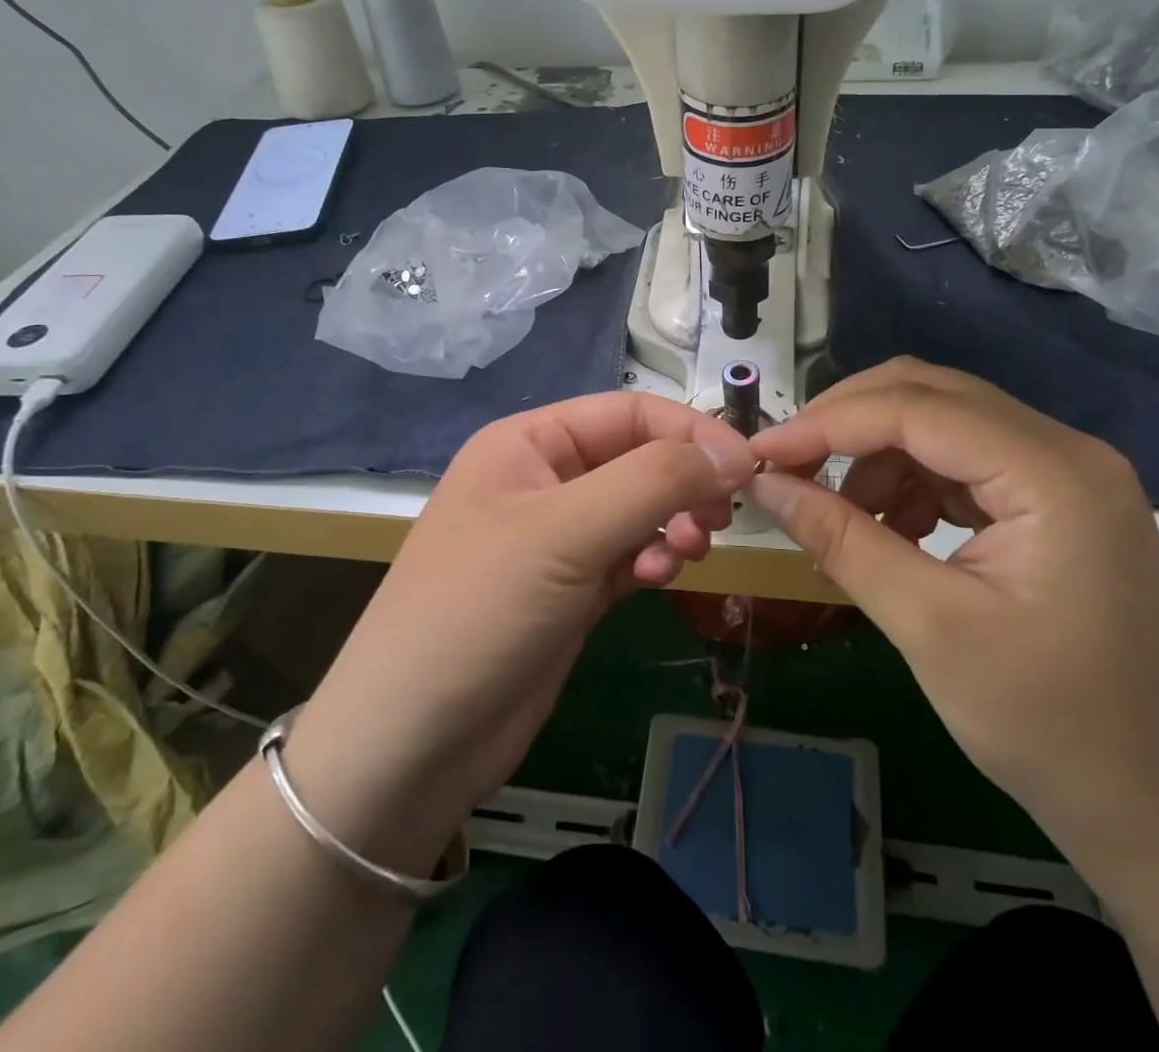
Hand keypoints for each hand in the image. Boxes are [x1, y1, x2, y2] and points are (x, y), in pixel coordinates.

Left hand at [287, 393, 756, 869]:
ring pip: (640, 509)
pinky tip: (655, 583)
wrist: (411, 744)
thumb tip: (735, 455)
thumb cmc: (480, 610)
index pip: (630, 413)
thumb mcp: (567, 532)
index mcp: (529, 443)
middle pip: (639, 459)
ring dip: (672, 525)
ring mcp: (557, 537)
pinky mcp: (571, 588)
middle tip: (718, 520)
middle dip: (683, 483)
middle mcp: (544, 479)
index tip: (747, 469)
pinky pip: (630, 555)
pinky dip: (652, 561)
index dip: (691, 433)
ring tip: (688, 554)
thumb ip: (654, 482)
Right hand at [748, 358, 1158, 868]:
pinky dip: (910, 479)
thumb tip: (763, 483)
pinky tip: (889, 528)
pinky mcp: (1053, 494)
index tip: (761, 452)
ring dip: (876, 455)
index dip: (829, 423)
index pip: (918, 409)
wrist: (1141, 795)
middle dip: (848, 423)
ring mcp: (1065, 469)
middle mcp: (1067, 449)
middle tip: (786, 466)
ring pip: (941, 420)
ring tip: (840, 516)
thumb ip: (840, 539)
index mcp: (1054, 475)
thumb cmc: (1041, 721)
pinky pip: (961, 456)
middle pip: (931, 394)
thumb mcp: (926, 626)